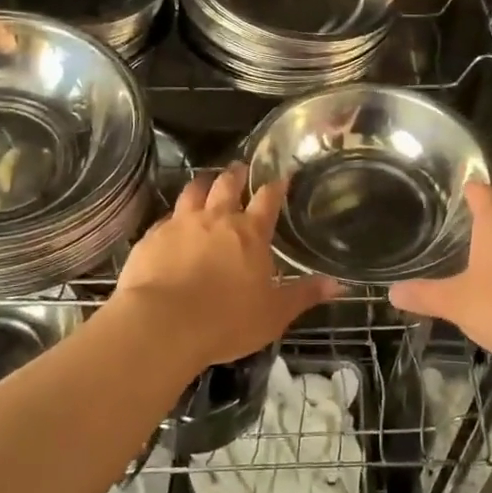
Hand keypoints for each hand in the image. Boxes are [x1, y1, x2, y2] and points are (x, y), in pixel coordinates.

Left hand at [114, 164, 337, 370]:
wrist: (163, 324)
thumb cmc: (227, 321)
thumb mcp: (274, 314)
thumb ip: (304, 295)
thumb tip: (339, 284)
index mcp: (250, 233)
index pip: (267, 199)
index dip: (276, 186)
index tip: (281, 176)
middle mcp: (216, 219)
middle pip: (227, 184)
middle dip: (236, 174)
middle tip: (240, 168)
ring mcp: (181, 224)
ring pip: (192, 192)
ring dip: (202, 183)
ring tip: (205, 180)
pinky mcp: (152, 237)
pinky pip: (165, 218)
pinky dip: (172, 216)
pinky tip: (171, 222)